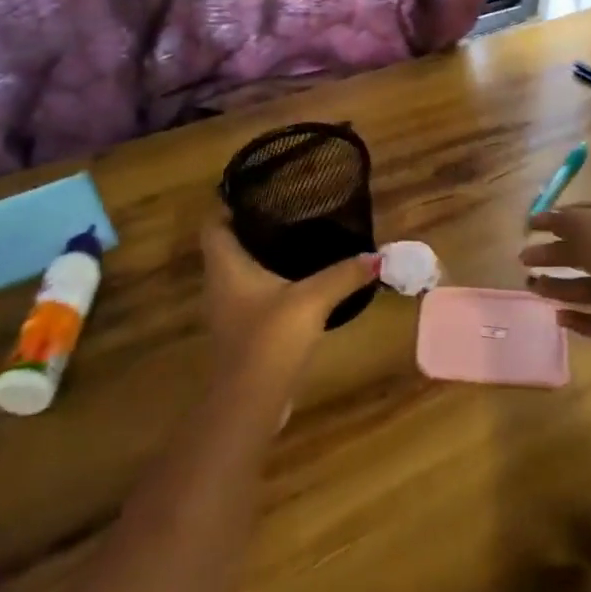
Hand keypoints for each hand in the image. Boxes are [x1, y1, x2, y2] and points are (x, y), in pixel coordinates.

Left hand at [200, 213, 378, 399]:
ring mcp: (228, 309)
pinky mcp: (242, 330)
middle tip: (288, 207)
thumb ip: (344, 275)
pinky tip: (300, 279)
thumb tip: (377, 256)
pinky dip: (270, 280)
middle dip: (253, 224)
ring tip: (297, 235)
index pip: (213, 223)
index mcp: (225, 265)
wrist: (249, 403)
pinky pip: (252, 293)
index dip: (229, 202)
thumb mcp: (312, 299)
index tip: (258, 188)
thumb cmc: (269, 339)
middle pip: (228, 243)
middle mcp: (219, 282)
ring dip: (262, 253)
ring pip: (240, 269)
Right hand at [521, 202, 590, 355]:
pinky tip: (558, 317)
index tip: (532, 226)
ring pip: (590, 286)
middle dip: (554, 254)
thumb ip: (563, 221)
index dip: (559, 218)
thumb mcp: (586, 226)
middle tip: (524, 259)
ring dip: (560, 286)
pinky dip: (581, 319)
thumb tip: (543, 216)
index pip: (587, 214)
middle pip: (584, 252)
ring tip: (532, 288)